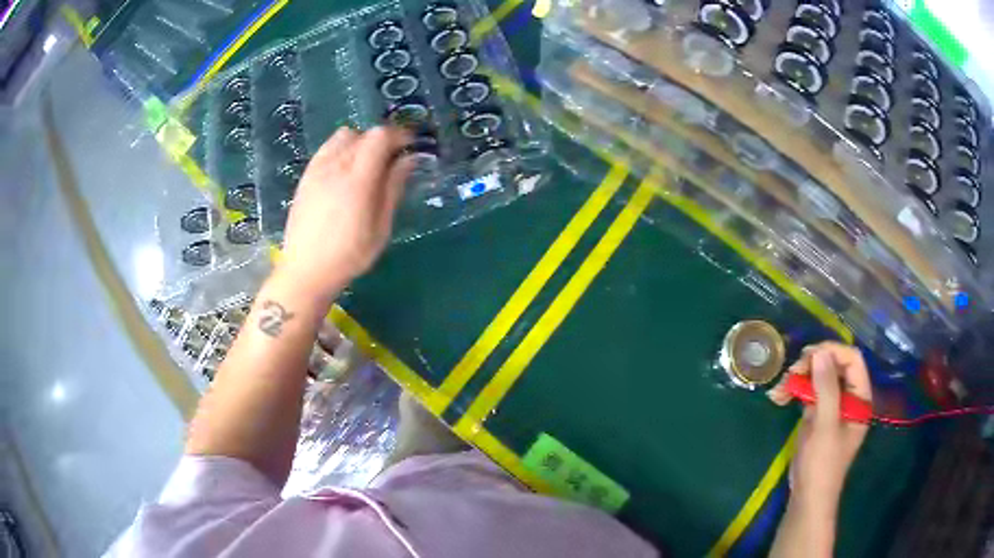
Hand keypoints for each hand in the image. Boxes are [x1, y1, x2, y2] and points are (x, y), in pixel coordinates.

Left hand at [278, 126, 412, 301]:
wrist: (306, 271)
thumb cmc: (349, 255)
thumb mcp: (381, 227)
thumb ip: (393, 188)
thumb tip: (408, 159)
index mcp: (357, 179)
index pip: (380, 137)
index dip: (399, 136)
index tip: (410, 146)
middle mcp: (335, 166)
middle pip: (363, 134)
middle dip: (382, 140)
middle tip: (393, 159)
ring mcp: (317, 169)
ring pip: (343, 137)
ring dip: (360, 142)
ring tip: (367, 164)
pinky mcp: (306, 177)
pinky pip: (326, 149)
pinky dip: (341, 150)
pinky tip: (344, 171)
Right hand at [775, 342, 871, 508]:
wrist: (807, 496)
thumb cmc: (822, 464)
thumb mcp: (826, 427)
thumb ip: (826, 389)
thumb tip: (819, 352)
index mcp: (860, 397)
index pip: (852, 360)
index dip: (832, 352)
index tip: (808, 356)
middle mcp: (849, 397)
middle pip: (834, 365)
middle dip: (812, 364)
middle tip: (791, 372)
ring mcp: (833, 405)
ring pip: (819, 377)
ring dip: (799, 378)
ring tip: (780, 389)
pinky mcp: (818, 415)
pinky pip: (808, 392)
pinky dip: (794, 391)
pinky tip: (779, 397)